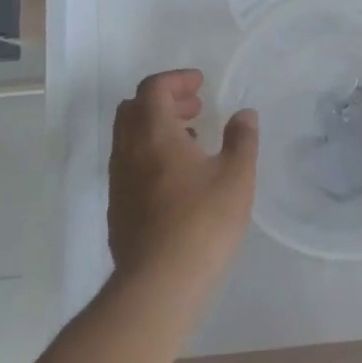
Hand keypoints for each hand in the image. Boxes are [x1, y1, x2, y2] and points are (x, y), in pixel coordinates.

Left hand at [108, 70, 258, 297]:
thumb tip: (244, 114)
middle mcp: (129, 151)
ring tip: (192, 142)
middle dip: (164, 101)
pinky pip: (130, 165)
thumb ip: (242, 139)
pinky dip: (151, 155)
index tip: (201, 84)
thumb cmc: (203, 221)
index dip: (176, 79)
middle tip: (195, 108)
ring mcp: (119, 182)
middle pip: (133, 109)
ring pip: (129, 139)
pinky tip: (179, 179)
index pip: (153, 89)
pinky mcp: (118, 209)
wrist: (159, 283)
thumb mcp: (237, 176)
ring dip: (157, 129)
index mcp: (154, 134)